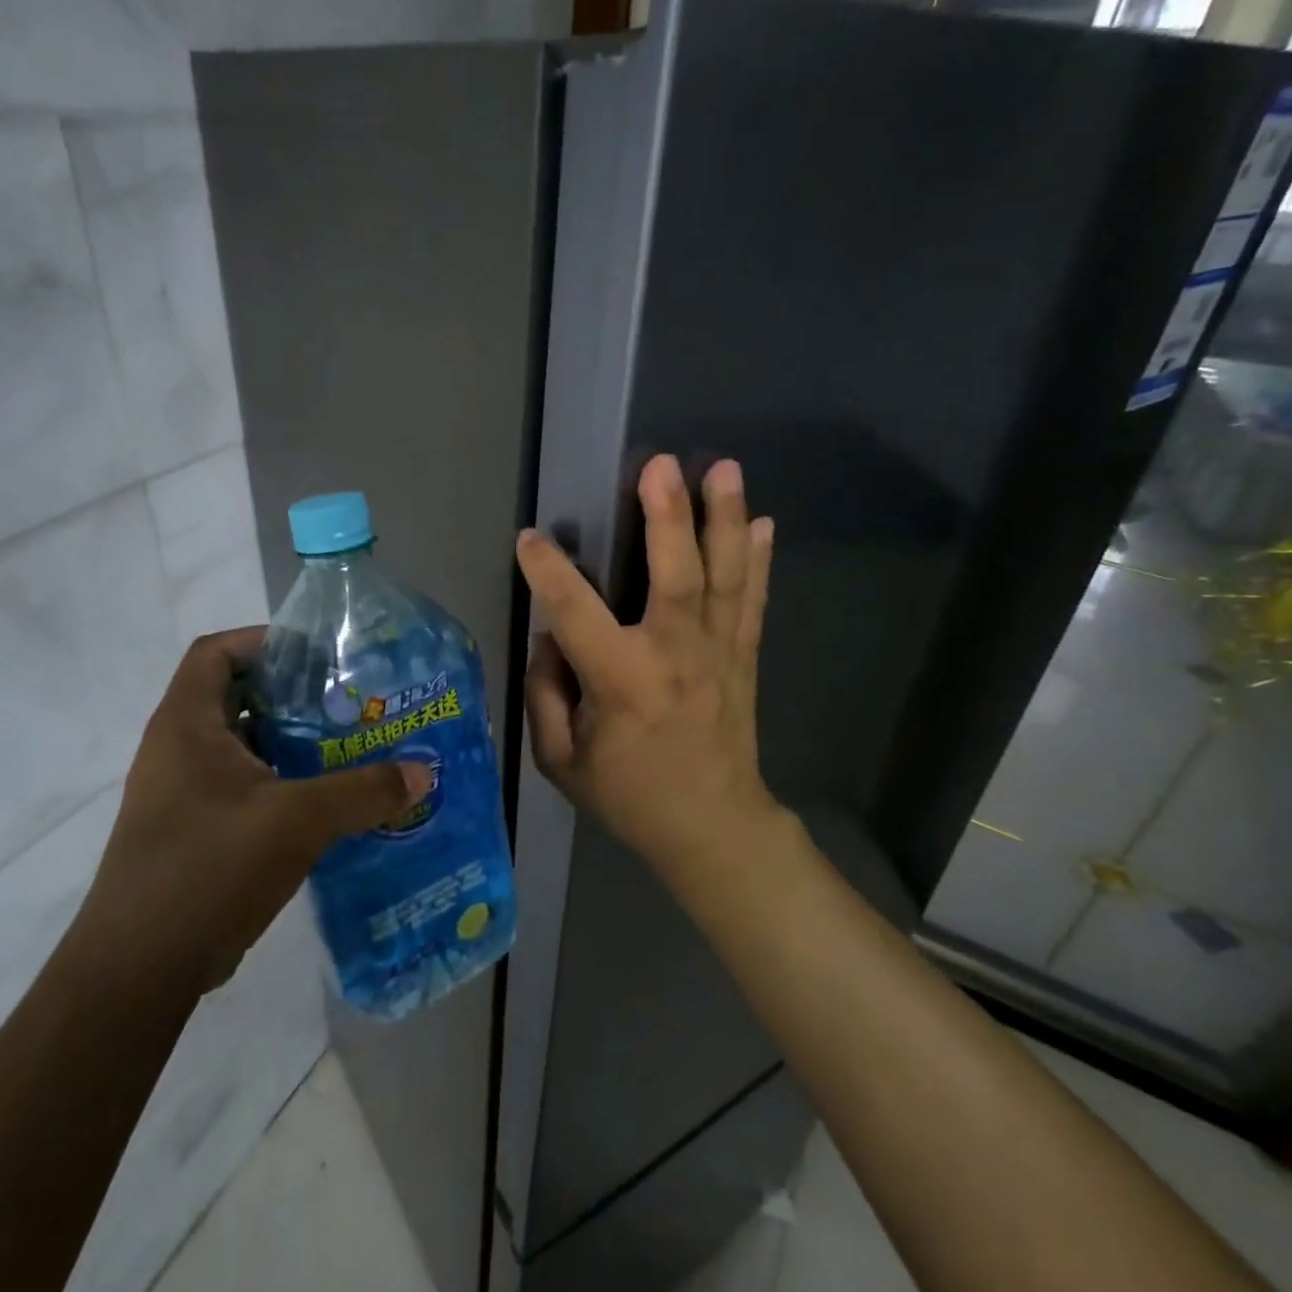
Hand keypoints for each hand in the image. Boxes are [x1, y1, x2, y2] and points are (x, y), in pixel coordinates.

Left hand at [74, 627, 432, 993]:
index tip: (316, 655)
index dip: (262, 641)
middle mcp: (177, 750)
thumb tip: (422, 774)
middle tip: (346, 701)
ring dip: (289, 741)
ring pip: (242, 746)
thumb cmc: (209, 869)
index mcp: (187, 726)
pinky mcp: (192, 832)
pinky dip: (280, 782)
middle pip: (235, 696)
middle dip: (291, 693)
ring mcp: (182, 794)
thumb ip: (362, 791)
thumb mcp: (296, 821)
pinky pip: (242, 787)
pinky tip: (324, 801)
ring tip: (346, 746)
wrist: (138, 971)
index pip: (215, 652)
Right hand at [516, 455, 783, 878]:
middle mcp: (674, 656)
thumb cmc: (629, 796)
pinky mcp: (744, 657)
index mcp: (621, 682)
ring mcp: (718, 653)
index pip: (575, 612)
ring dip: (723, 519)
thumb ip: (546, 695)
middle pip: (676, 575)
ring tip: (724, 468)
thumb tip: (551, 639)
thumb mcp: (561, 762)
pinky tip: (762, 521)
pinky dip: (758, 560)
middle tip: (661, 463)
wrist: (713, 827)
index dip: (548, 571)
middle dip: (668, 516)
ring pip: (724, 577)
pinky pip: (753, 601)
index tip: (530, 539)